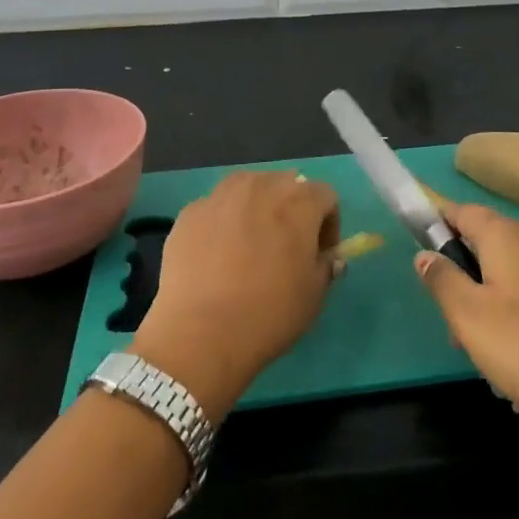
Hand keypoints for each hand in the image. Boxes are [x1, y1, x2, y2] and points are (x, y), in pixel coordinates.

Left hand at [133, 171, 339, 421]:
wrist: (200, 334)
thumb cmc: (268, 314)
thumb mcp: (313, 296)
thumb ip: (325, 267)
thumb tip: (328, 257)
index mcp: (297, 201)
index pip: (325, 195)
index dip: (328, 223)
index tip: (320, 253)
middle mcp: (260, 186)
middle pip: (285, 184)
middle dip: (292, 209)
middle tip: (286, 246)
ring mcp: (220, 195)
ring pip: (248, 188)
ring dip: (257, 207)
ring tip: (250, 244)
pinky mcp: (190, 212)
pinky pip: (216, 208)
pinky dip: (223, 222)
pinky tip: (217, 256)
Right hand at [414, 205, 518, 430]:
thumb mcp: (468, 316)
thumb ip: (441, 280)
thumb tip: (425, 254)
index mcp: (506, 237)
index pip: (463, 211)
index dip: (438, 223)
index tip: (421, 250)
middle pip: (487, 250)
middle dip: (465, 285)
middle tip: (455, 330)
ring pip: (511, 284)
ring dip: (492, 316)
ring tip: (489, 365)